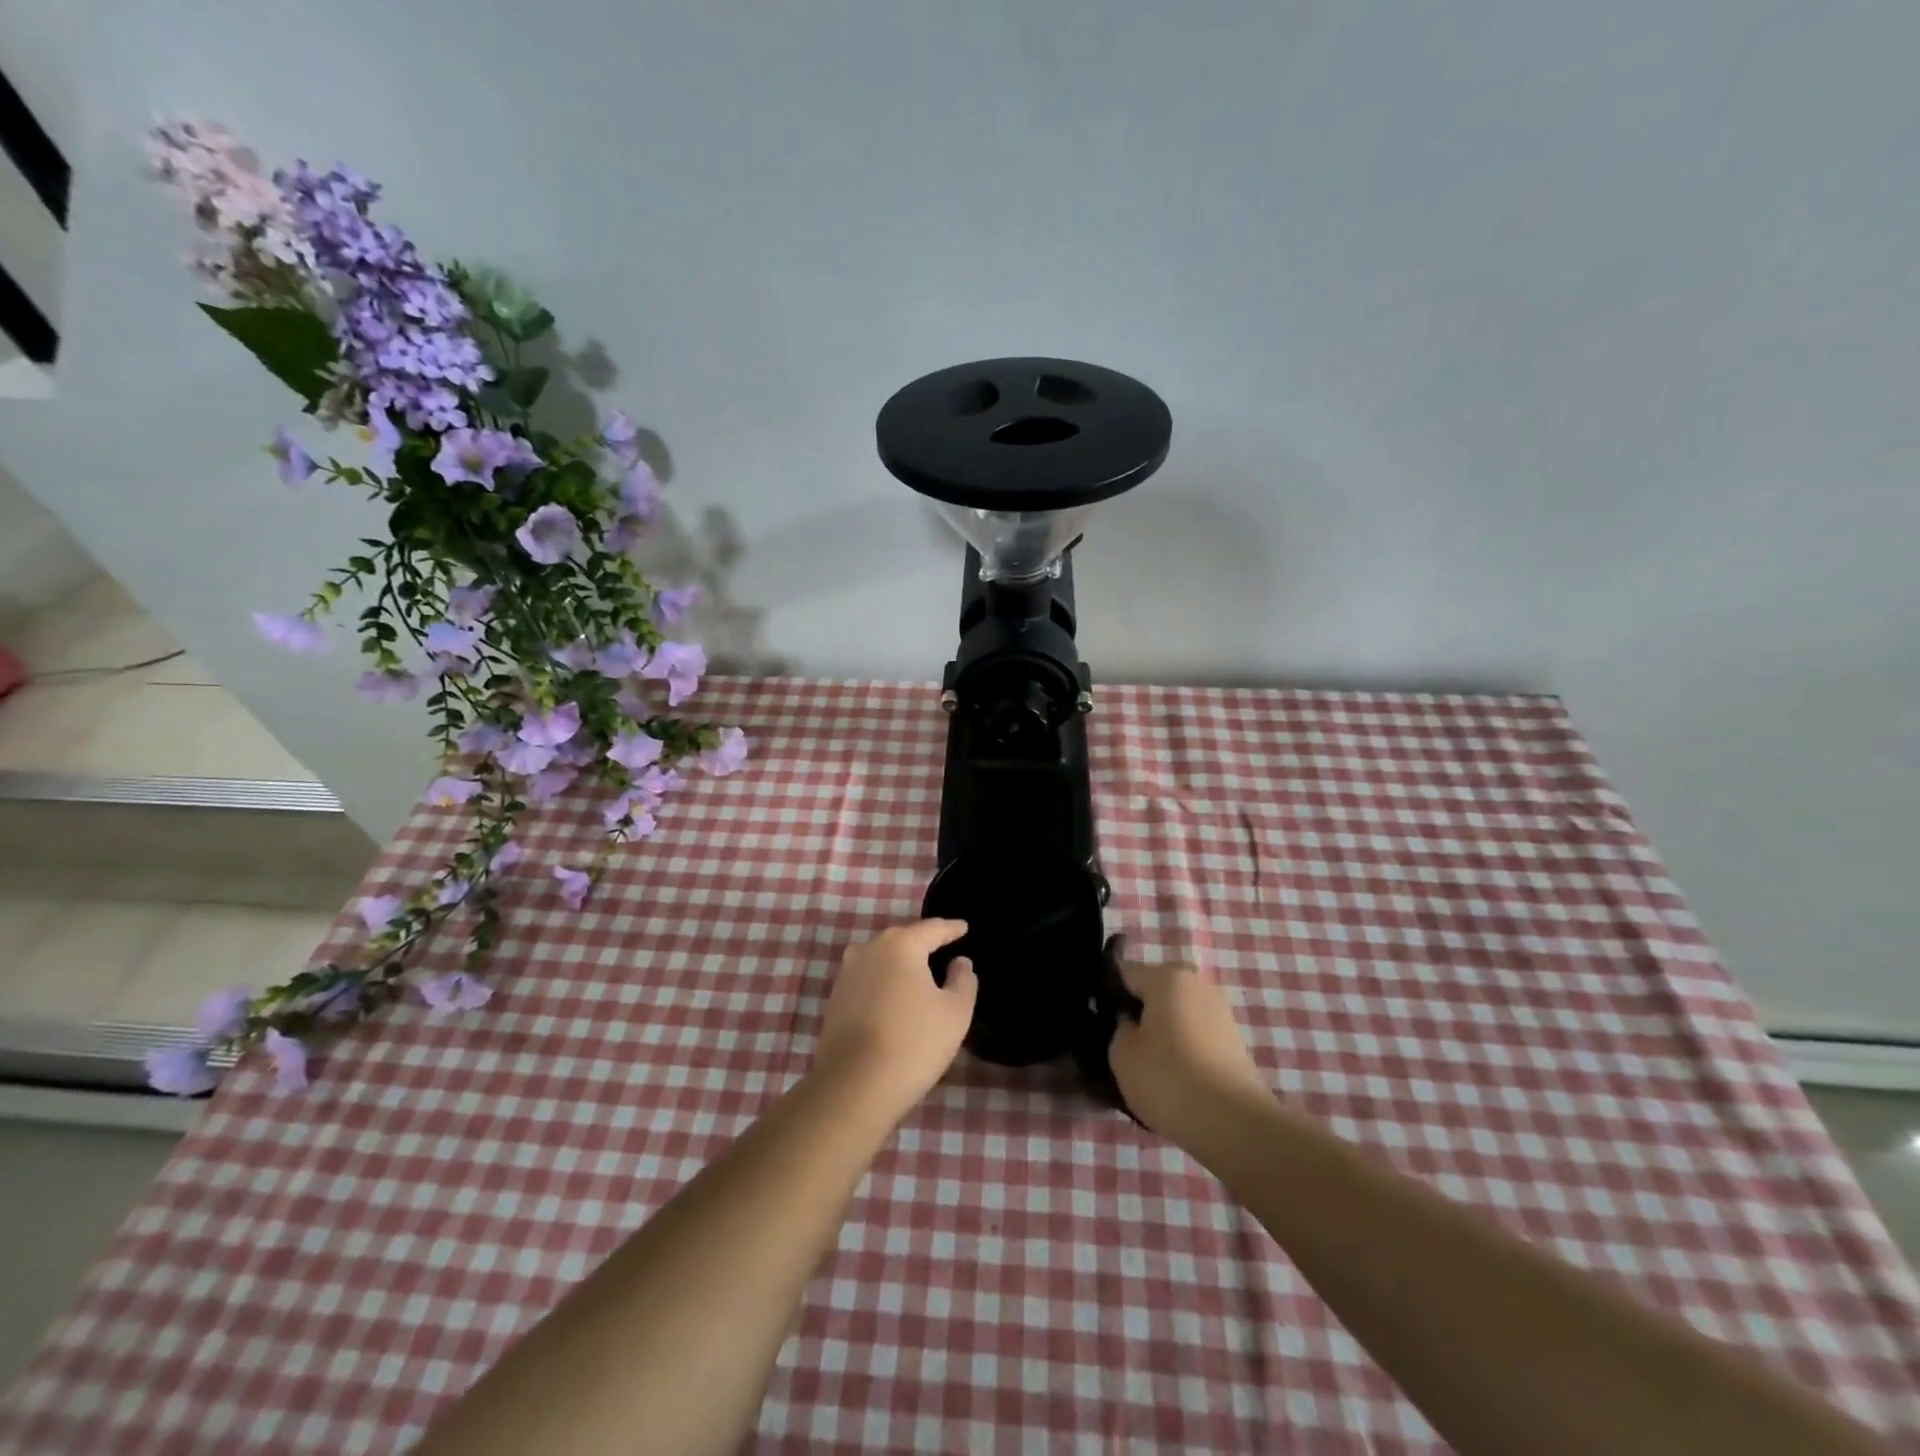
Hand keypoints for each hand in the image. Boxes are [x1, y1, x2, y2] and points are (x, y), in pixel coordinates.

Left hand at [813, 919, 977, 1117]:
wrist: (854, 1086)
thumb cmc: (914, 1043)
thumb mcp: (955, 1012)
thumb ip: (963, 980)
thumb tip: (959, 962)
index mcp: (901, 944)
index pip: (932, 928)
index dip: (951, 928)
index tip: (964, 928)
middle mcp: (870, 949)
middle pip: (903, 939)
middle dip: (923, 943)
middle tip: (944, 949)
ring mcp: (848, 973)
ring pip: (882, 959)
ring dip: (901, 963)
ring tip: (920, 974)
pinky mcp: (835, 998)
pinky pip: (868, 979)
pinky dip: (885, 982)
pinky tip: (895, 997)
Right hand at [1109, 954, 1274, 1144]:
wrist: (1235, 1124)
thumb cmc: (1169, 1078)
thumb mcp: (1121, 1053)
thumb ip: (1118, 1027)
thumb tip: (1130, 1022)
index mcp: (1167, 976)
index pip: (1124, 973)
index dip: (1106, 995)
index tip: (1098, 1022)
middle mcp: (1196, 984)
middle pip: (1154, 992)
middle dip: (1137, 1013)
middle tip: (1120, 1046)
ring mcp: (1220, 1011)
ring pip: (1175, 1014)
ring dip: (1160, 1033)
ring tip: (1146, 1068)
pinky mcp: (1234, 1041)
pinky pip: (1195, 1035)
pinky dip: (1181, 1049)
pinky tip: (1173, 1078)